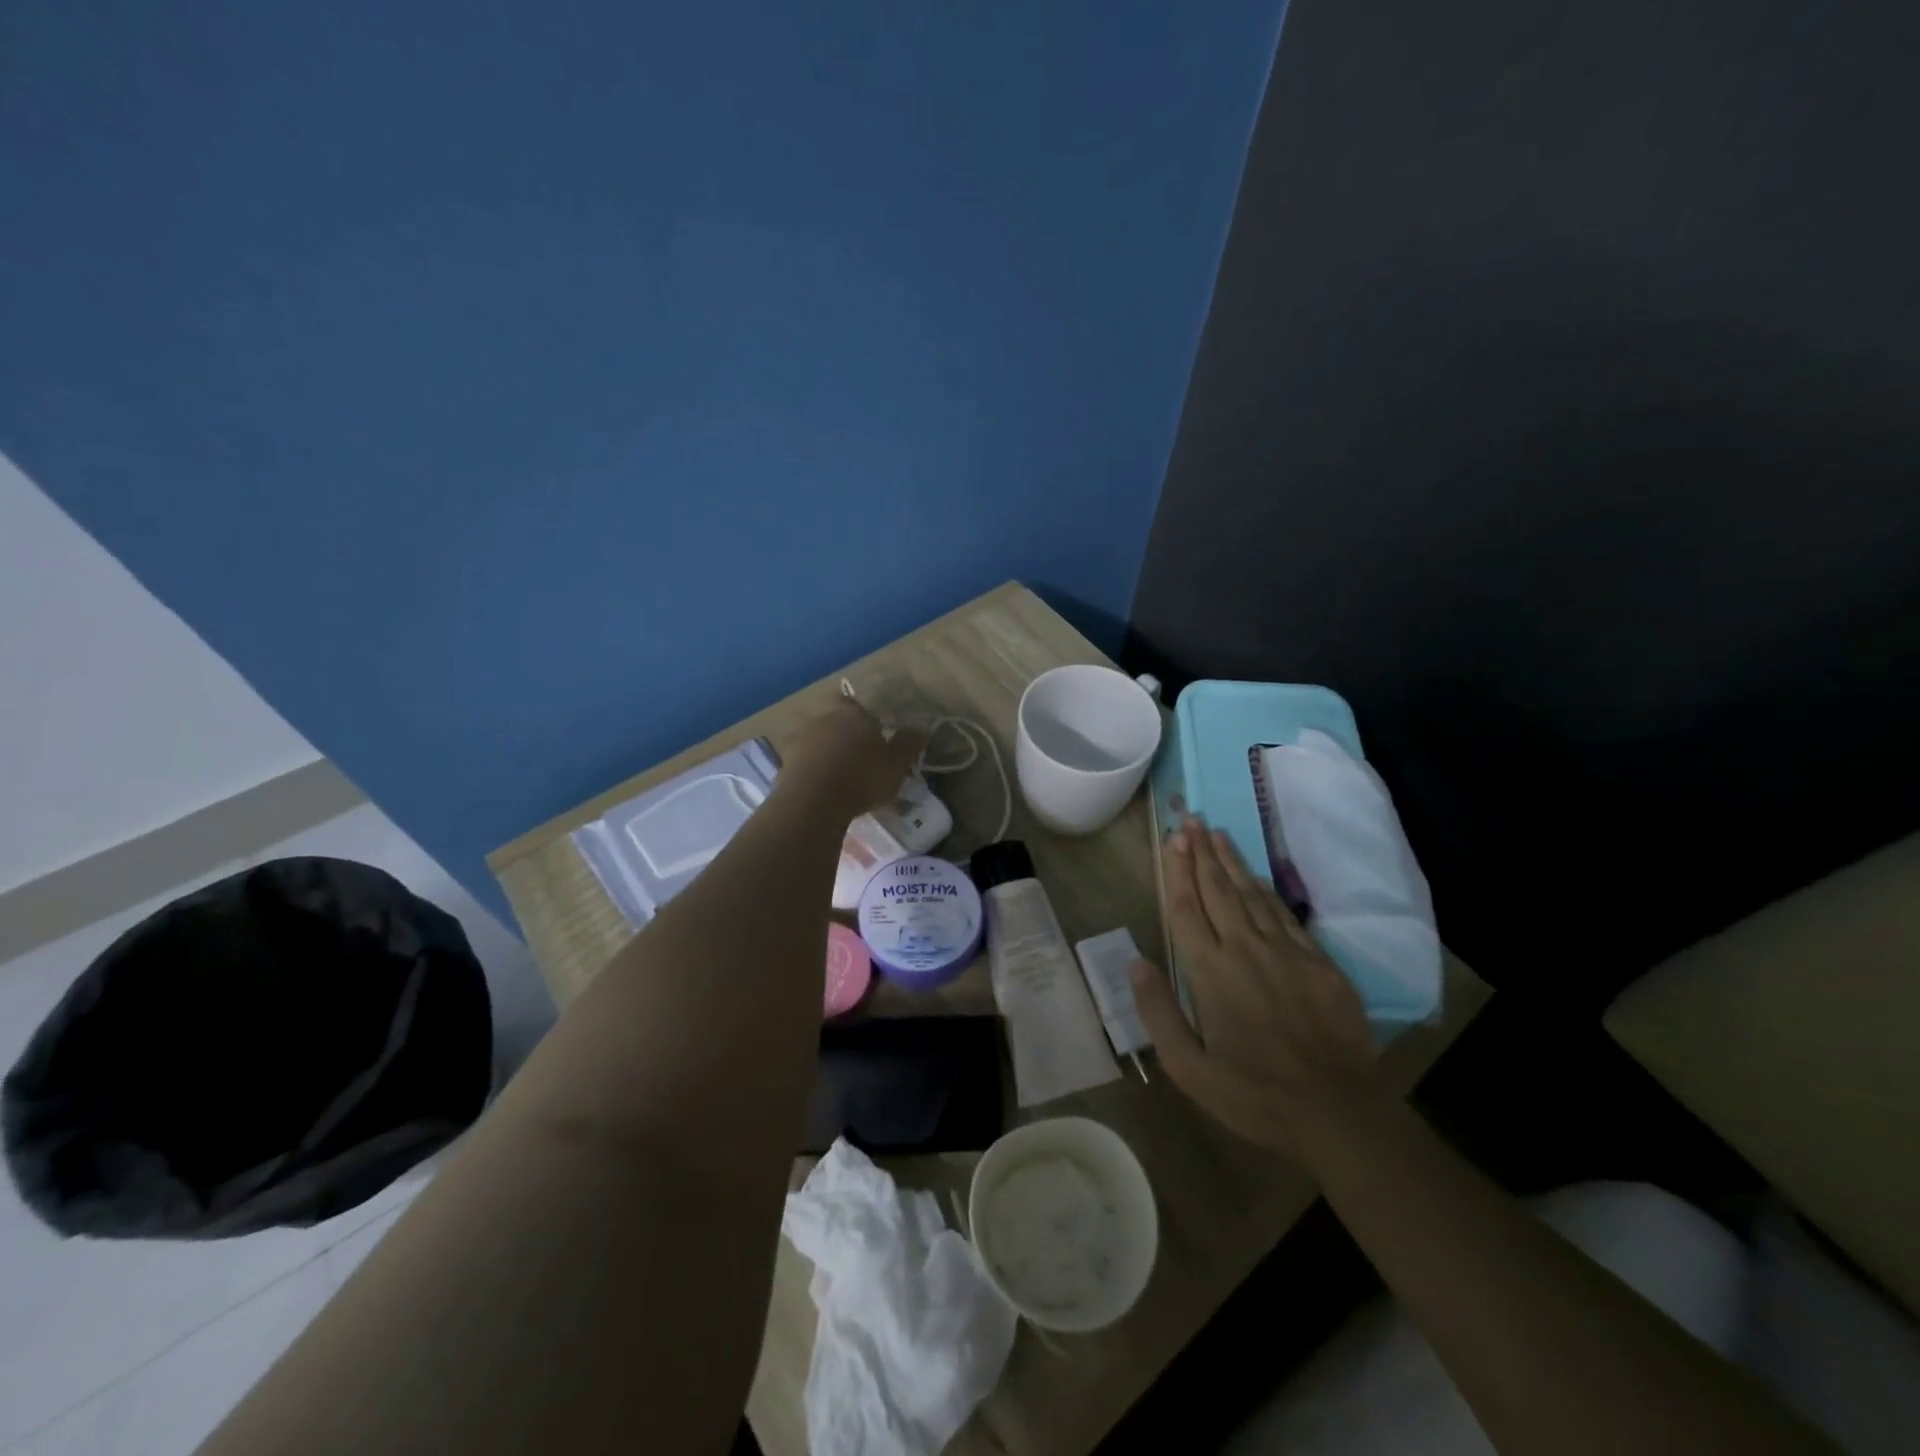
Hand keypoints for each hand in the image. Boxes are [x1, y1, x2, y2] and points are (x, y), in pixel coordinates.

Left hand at [781, 699, 927, 817]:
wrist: (813, 802)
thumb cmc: (862, 777)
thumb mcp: (896, 764)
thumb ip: (908, 744)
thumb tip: (920, 727)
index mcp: (850, 714)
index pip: (852, 702)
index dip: (859, 715)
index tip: (869, 731)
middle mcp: (821, 719)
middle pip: (832, 720)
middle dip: (841, 734)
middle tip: (855, 756)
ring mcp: (798, 741)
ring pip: (814, 740)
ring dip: (823, 752)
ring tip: (837, 774)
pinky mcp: (784, 764)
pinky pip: (801, 762)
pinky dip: (810, 770)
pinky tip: (820, 788)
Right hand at [1130, 820, 1381, 1155]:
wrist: (1337, 1112)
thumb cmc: (1253, 1094)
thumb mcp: (1188, 1068)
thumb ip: (1158, 1012)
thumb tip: (1136, 963)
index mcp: (1210, 973)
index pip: (1187, 909)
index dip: (1177, 872)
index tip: (1173, 839)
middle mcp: (1245, 950)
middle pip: (1218, 891)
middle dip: (1202, 853)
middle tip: (1192, 820)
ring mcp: (1285, 953)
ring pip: (1252, 895)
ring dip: (1232, 862)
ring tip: (1218, 834)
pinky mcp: (1318, 963)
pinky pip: (1285, 915)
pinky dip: (1267, 891)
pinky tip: (1258, 877)